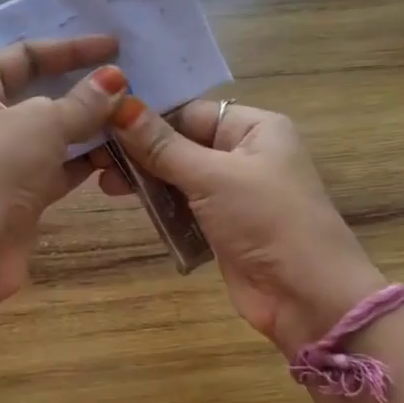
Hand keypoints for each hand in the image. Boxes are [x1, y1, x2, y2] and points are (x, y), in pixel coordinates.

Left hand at [0, 35, 126, 303]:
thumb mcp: (40, 125)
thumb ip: (81, 102)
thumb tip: (115, 80)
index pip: (22, 55)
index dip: (69, 48)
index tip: (114, 46)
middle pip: (38, 94)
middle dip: (83, 88)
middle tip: (131, 81)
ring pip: (51, 135)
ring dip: (89, 127)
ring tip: (135, 116)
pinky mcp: (17, 196)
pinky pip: (57, 168)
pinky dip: (85, 162)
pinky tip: (120, 154)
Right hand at [99, 97, 386, 351]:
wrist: (306, 295)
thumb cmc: (267, 221)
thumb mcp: (212, 177)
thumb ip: (162, 145)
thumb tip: (119, 106)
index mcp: (255, 128)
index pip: (190, 112)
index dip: (148, 118)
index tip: (102, 124)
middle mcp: (245, 154)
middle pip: (182, 143)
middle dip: (141, 151)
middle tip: (96, 159)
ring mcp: (234, 192)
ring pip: (179, 176)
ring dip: (146, 180)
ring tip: (105, 184)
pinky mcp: (222, 226)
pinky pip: (184, 206)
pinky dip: (160, 206)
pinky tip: (127, 203)